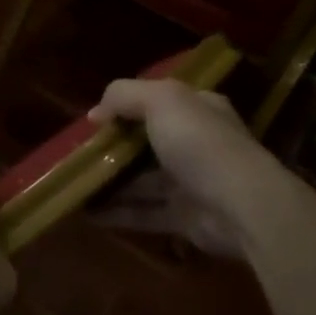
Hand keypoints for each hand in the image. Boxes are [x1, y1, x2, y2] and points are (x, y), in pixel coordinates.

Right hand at [87, 77, 273, 256]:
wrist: (243, 207)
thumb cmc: (201, 143)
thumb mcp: (161, 100)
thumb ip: (123, 96)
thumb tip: (95, 114)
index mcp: (197, 110)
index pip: (158, 103)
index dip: (125, 108)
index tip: (94, 120)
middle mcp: (196, 144)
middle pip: (146, 144)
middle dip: (112, 148)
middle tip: (77, 153)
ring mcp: (191, 183)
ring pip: (141, 181)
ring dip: (109, 182)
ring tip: (72, 184)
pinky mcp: (184, 218)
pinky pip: (143, 213)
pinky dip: (116, 213)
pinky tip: (85, 212)